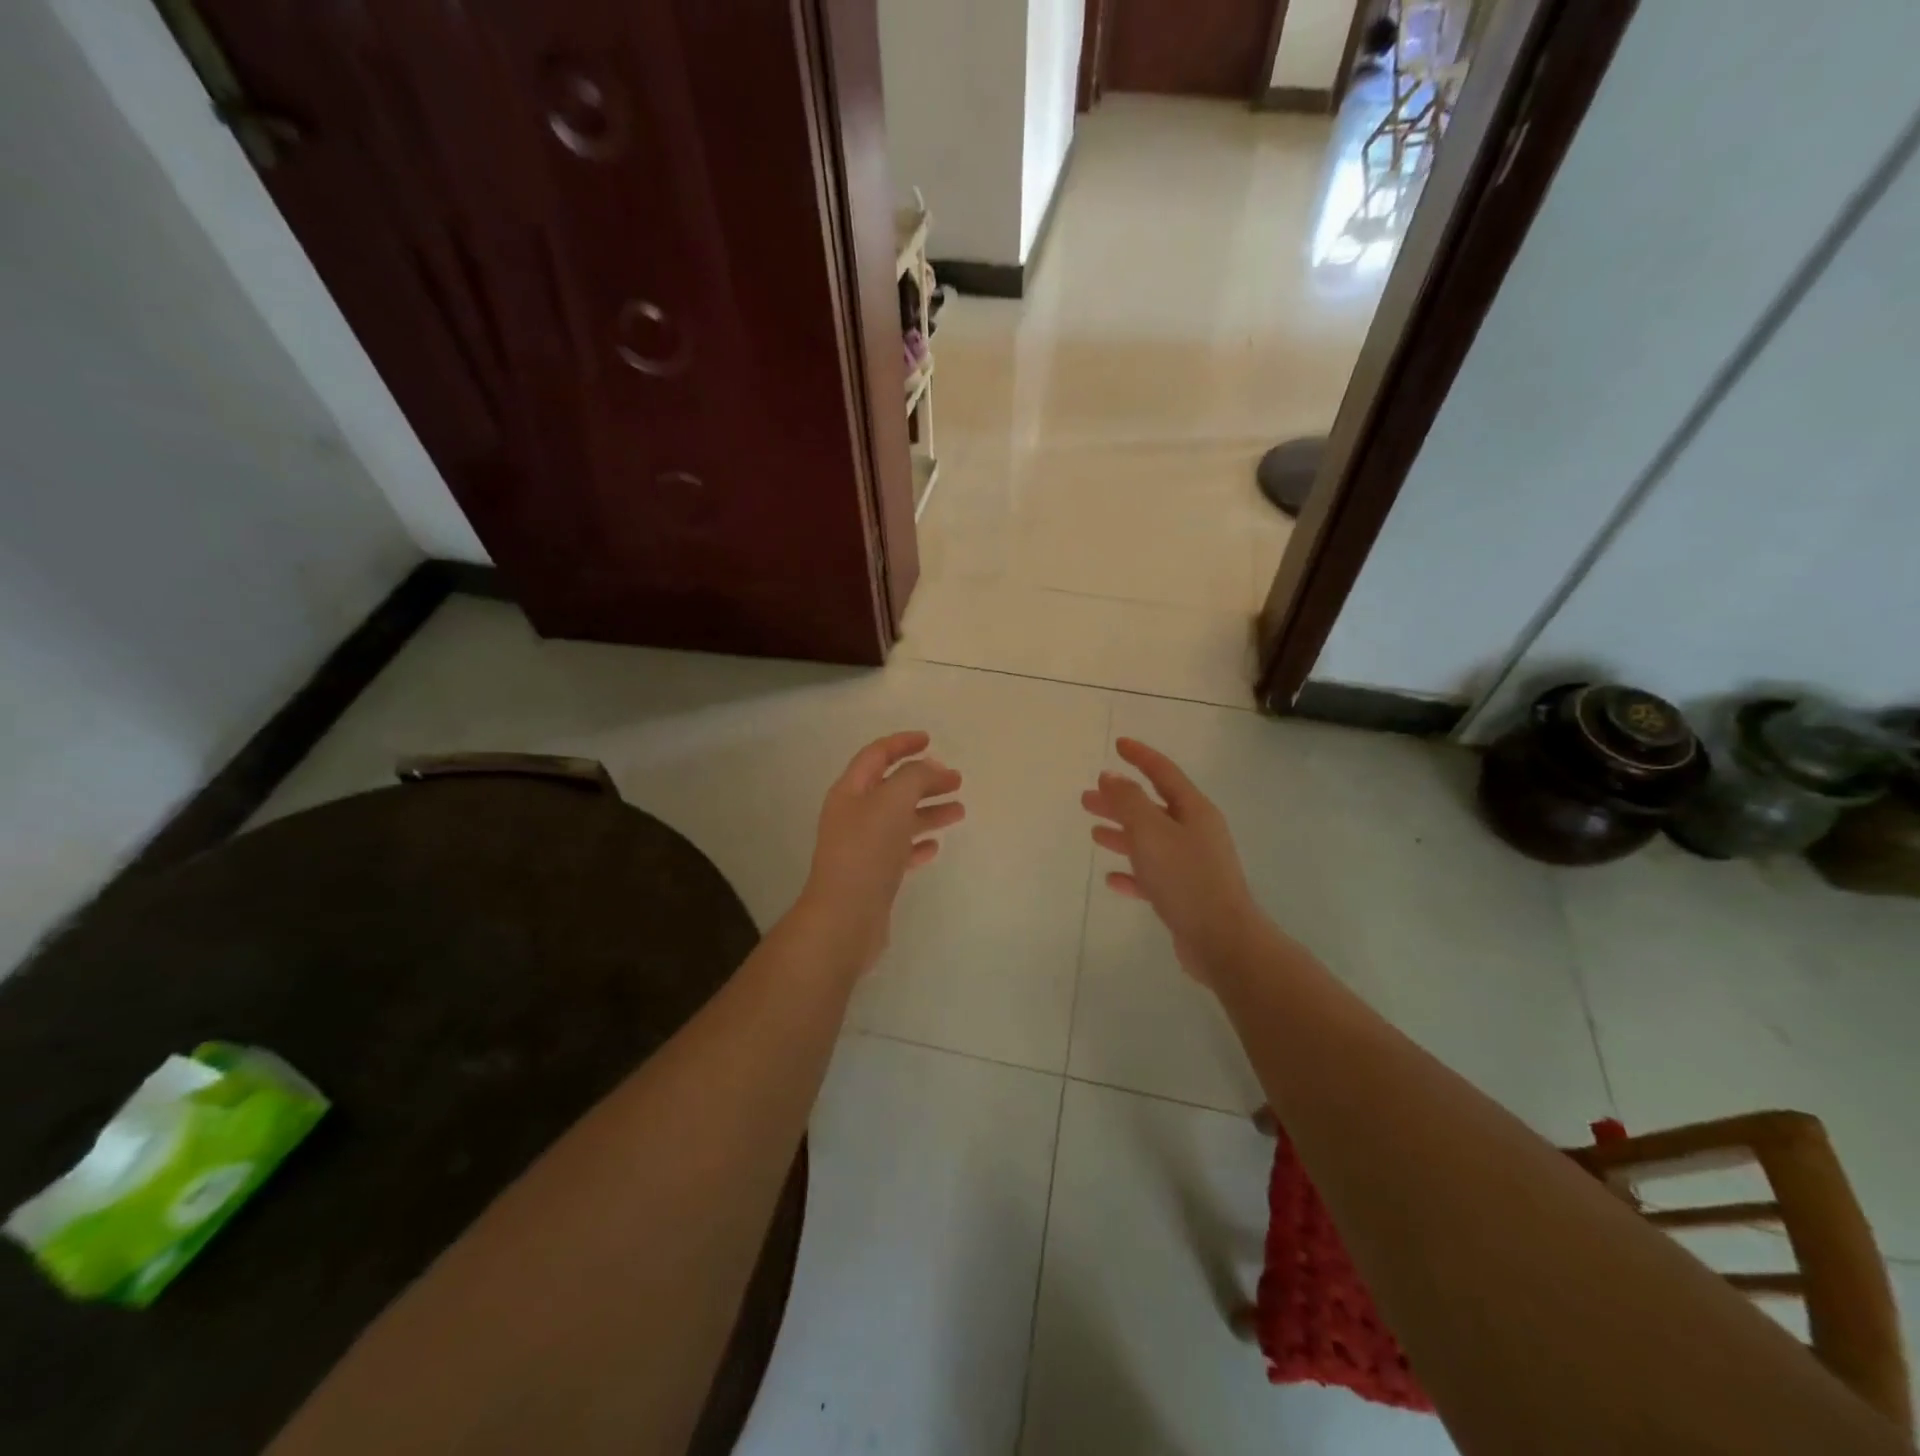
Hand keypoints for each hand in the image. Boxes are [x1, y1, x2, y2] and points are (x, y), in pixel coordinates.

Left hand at [798, 731, 964, 973]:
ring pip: (900, 819)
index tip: (930, 739)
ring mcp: (863, 847)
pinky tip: (935, 846)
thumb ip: (915, 777)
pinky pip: (900, 851)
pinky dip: (918, 843)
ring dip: (928, 811)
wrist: (845, 917)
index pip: (876, 756)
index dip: (902, 744)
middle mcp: (854, 815)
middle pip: (893, 787)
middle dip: (924, 779)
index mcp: (851, 792)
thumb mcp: (893, 801)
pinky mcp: (874, 875)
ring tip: (959, 811)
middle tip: (956, 780)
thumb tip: (931, 768)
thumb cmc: (867, 852)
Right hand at [1081, 738, 1269, 984]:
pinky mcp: (1185, 895)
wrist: (1222, 940)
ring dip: (1122, 834)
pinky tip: (1112, 878)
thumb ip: (1128, 801)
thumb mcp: (1151, 832)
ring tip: (1094, 831)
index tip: (1118, 744)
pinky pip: (1153, 875)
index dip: (1140, 756)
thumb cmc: (1186, 878)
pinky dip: (1132, 873)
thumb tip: (1111, 776)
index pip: (1163, 772)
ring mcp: (1192, 865)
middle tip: (1087, 797)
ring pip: (1150, 841)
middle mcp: (1195, 833)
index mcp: (1193, 811)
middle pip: (1152, 807)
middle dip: (1120, 800)